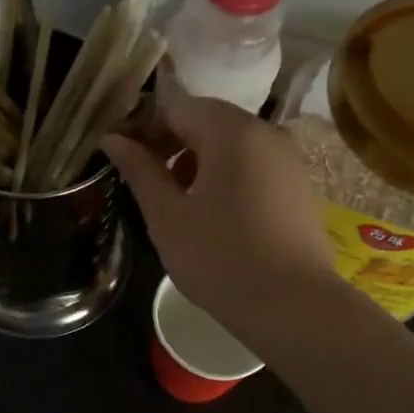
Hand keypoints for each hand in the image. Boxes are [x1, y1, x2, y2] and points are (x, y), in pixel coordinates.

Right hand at [102, 76, 337, 337]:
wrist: (294, 307)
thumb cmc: (220, 259)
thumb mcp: (168, 217)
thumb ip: (140, 171)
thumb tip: (113, 139)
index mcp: (231, 130)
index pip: (175, 106)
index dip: (142, 126)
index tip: (120, 155)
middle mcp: (266, 132)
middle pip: (206, 120)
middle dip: (170, 144)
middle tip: (143, 180)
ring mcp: (289, 159)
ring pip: (231, 144)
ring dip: (197, 161)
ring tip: (176, 202)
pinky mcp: (300, 185)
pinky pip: (254, 165)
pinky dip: (227, 176)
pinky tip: (213, 213)